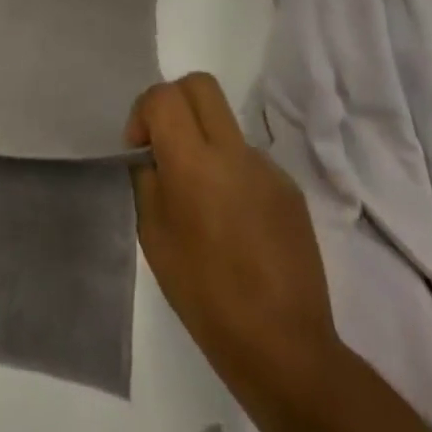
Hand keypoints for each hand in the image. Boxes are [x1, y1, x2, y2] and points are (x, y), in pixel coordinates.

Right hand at [126, 74, 339, 404]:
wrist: (282, 345)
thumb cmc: (202, 292)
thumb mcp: (152, 232)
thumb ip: (149, 179)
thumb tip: (154, 156)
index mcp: (194, 163)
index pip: (164, 96)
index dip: (143, 112)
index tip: (139, 149)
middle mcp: (235, 154)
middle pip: (200, 86)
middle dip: (173, 102)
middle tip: (164, 144)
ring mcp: (269, 171)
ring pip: (226, 125)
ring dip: (204, 141)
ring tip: (200, 199)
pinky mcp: (291, 193)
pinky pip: (249, 161)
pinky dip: (230, 172)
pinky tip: (231, 222)